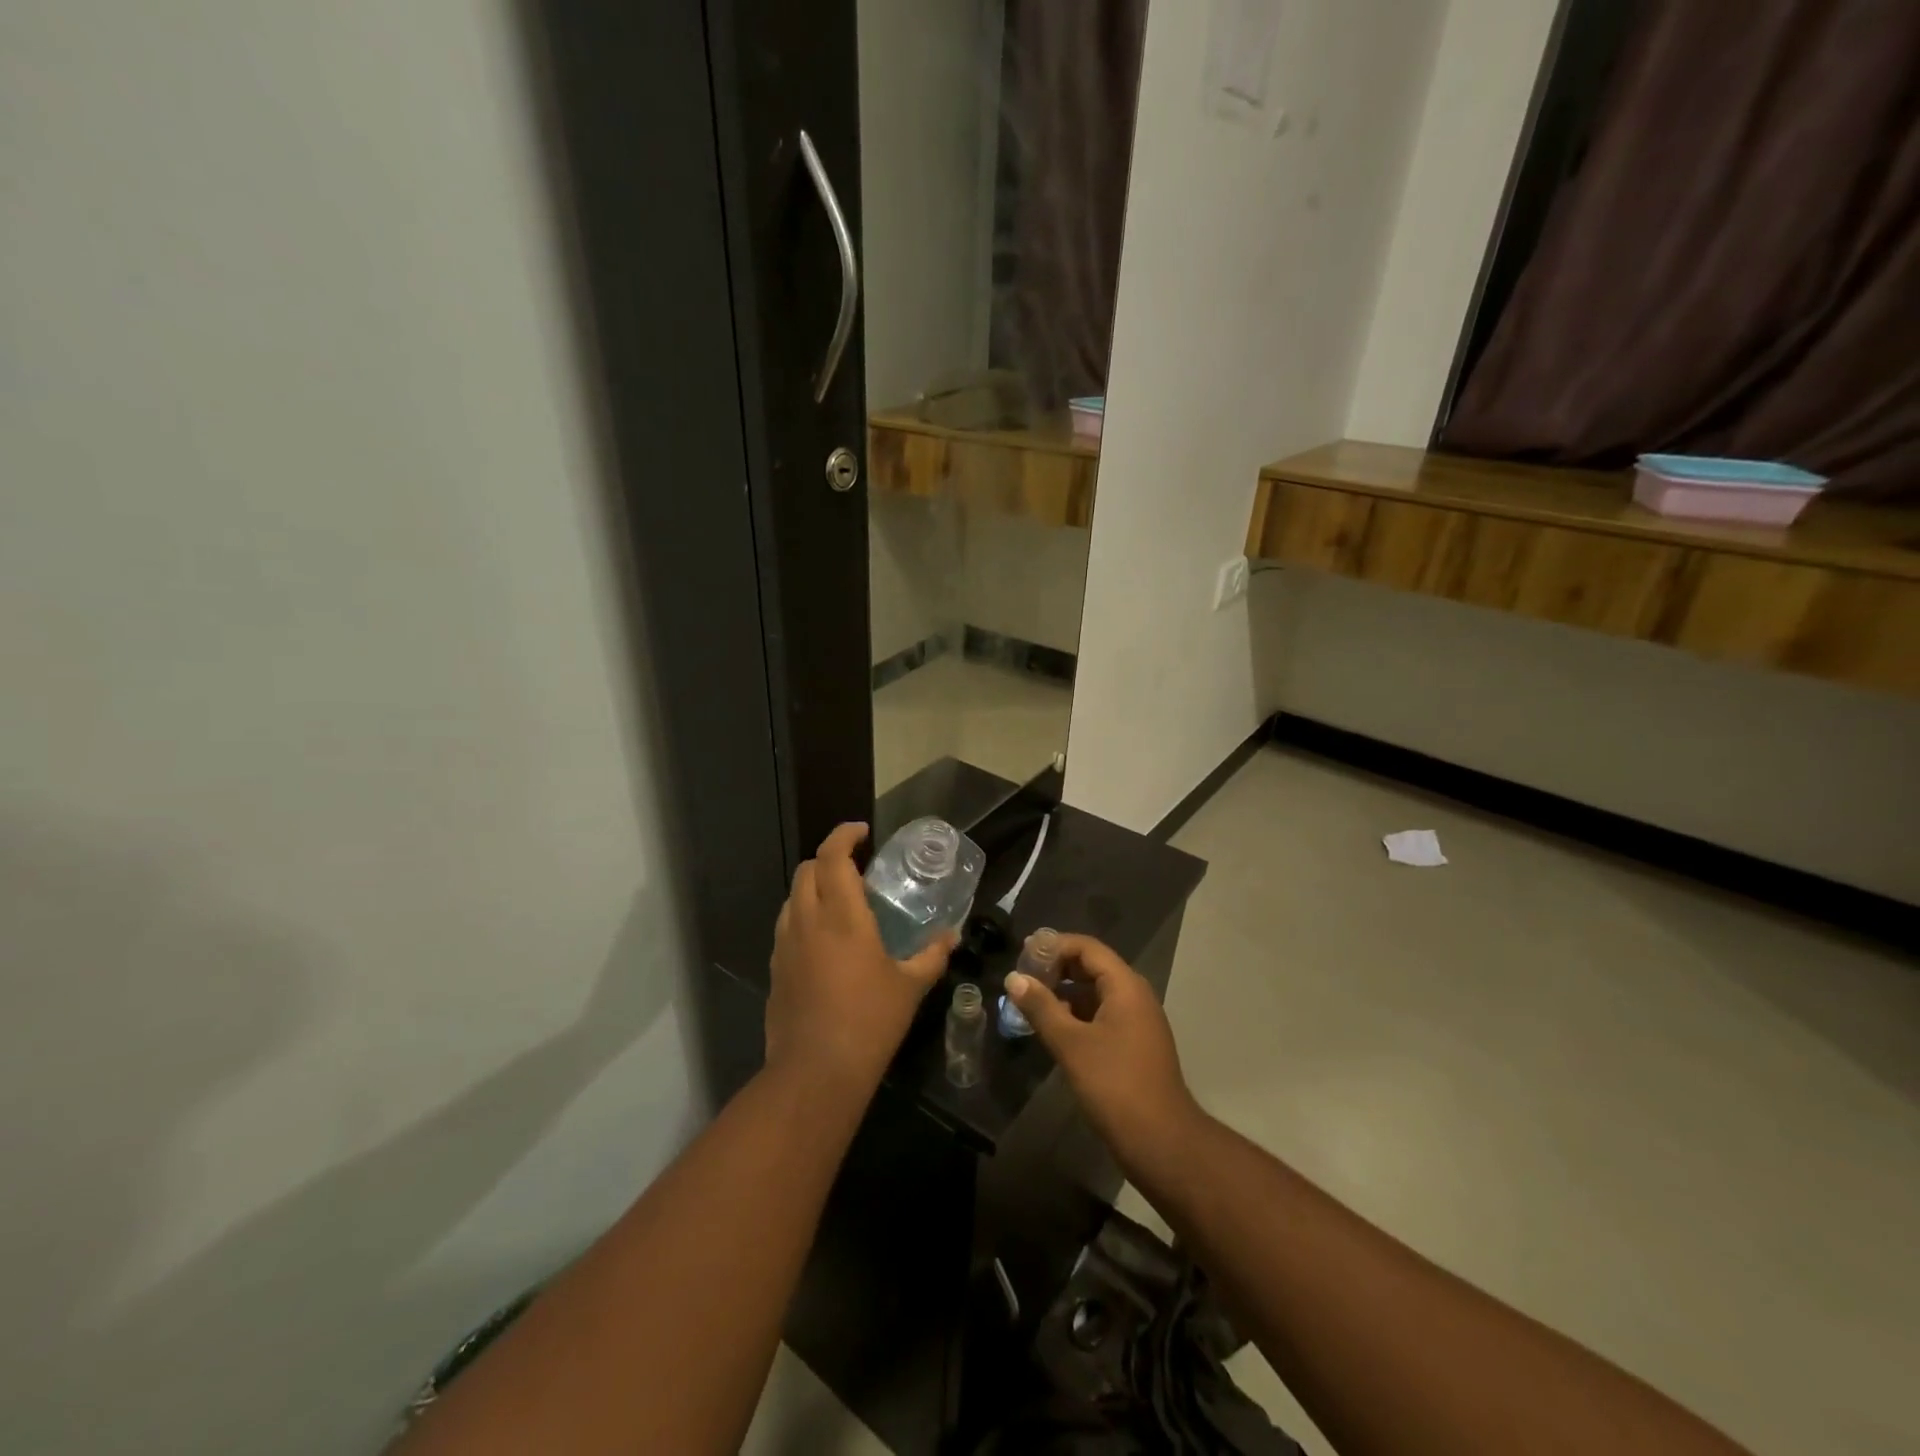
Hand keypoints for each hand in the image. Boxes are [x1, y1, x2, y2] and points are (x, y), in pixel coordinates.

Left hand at [767, 823, 954, 1094]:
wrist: (816, 1071)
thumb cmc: (870, 1022)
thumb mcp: (910, 987)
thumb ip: (932, 955)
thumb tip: (952, 935)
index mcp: (842, 916)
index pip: (833, 856)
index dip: (844, 835)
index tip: (863, 831)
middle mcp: (808, 920)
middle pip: (808, 869)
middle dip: (829, 857)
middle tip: (856, 867)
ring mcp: (786, 944)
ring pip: (792, 895)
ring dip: (814, 885)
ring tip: (840, 900)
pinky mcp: (775, 967)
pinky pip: (786, 924)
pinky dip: (803, 914)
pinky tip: (823, 939)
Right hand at [1006, 934, 1201, 1172]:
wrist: (1161, 1142)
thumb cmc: (1115, 1085)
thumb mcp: (1071, 1044)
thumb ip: (1041, 1007)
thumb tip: (1014, 978)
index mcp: (1125, 986)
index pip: (1088, 948)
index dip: (1055, 945)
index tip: (1023, 954)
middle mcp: (1135, 996)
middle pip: (1093, 966)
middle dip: (1058, 967)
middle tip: (1023, 976)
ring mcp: (1137, 1021)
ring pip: (1096, 992)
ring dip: (1065, 992)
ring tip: (1031, 1000)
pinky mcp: (1134, 1045)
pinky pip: (1102, 1014)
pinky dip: (1077, 1013)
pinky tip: (1053, 1027)